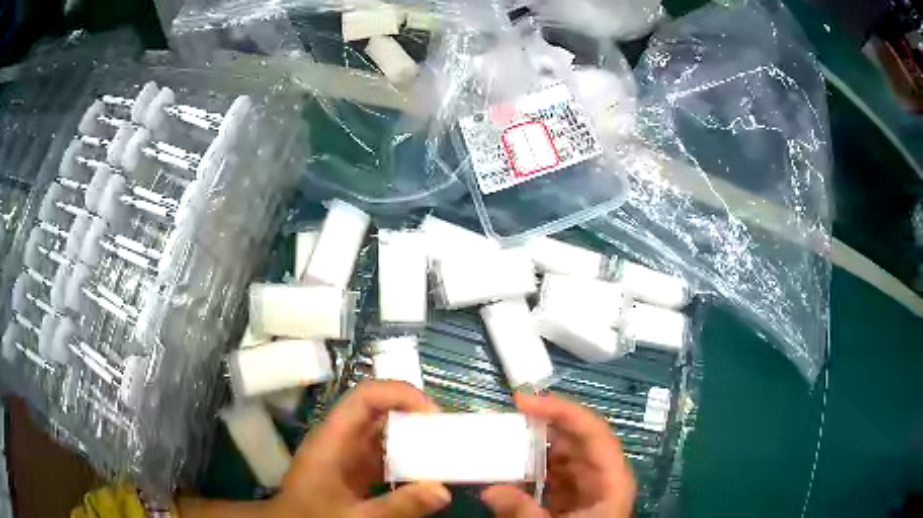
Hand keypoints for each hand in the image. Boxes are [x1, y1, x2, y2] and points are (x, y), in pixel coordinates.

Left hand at [272, 380, 451, 517]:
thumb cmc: (311, 517)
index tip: (434, 416)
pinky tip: (425, 477)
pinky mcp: (355, 468)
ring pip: (386, 433)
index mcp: (334, 439)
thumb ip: (397, 506)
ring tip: (444, 455)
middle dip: (416, 418)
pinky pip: (386, 455)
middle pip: (381, 411)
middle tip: (448, 438)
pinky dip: (408, 461)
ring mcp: (349, 453)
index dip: (402, 395)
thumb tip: (443, 490)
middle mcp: (342, 438)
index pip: (367, 396)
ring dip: (415, 440)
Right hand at [481, 393, 635, 517]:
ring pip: (560, 455)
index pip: (592, 432)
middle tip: (505, 419)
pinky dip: (529, 469)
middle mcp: (601, 476)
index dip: (561, 411)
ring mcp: (586, 486)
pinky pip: (550, 474)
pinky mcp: (571, 497)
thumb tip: (489, 490)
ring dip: (532, 447)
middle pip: (575, 439)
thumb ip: (523, 513)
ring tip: (501, 440)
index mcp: (611, 479)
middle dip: (542, 426)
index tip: (523, 401)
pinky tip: (508, 470)